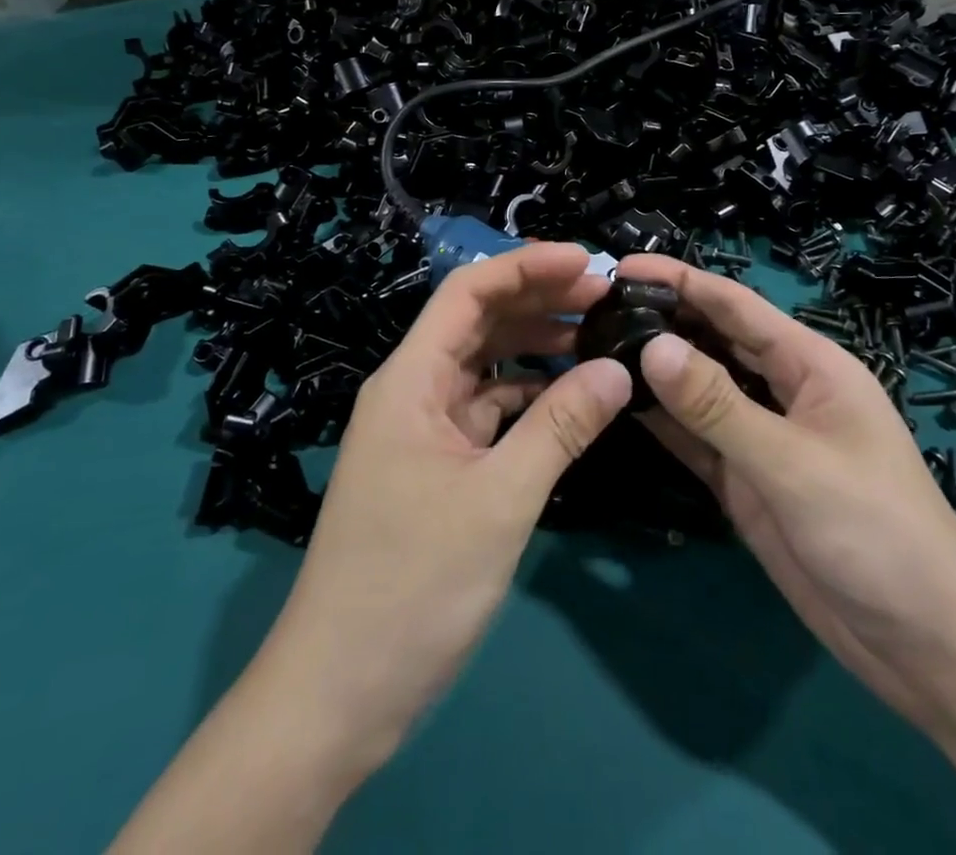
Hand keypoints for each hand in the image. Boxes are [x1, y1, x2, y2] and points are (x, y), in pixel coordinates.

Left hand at [258, 242, 630, 770]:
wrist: (336, 695)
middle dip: (539, 301)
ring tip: (596, 337)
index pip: (469, 293)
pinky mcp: (434, 468)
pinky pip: (486, 412)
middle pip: (477, 322)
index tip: (588, 262)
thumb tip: (619, 369)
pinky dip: (527, 398)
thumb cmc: (412, 587)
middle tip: (606, 296)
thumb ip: (561, 427)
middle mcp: (411, 391)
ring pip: (484, 367)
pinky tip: (569, 400)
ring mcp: (421, 431)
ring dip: (535, 348)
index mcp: (411, 380)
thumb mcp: (499, 501)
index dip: (528, 267)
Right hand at [618, 254, 955, 718]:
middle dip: (661, 318)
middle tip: (592, 309)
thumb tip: (651, 345)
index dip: (680, 279)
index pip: (734, 305)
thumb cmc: (878, 534)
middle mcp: (782, 390)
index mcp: (810, 365)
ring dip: (655, 369)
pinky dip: (662, 420)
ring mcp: (762, 438)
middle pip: (713, 340)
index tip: (619, 265)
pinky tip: (619, 404)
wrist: (928, 649)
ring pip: (699, 388)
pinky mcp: (746, 481)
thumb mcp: (794, 463)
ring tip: (594, 346)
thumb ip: (719, 405)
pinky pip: (696, 438)